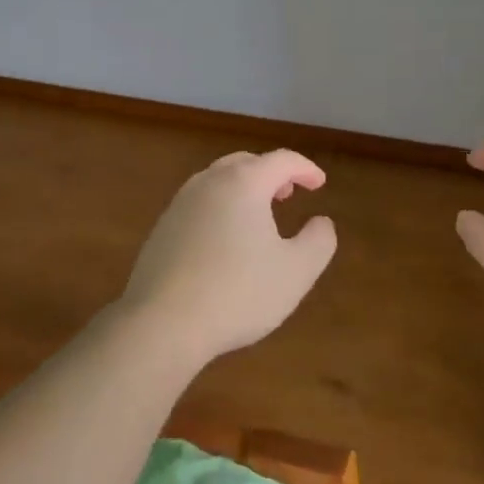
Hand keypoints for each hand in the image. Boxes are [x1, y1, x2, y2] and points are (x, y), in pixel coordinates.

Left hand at [118, 149, 338, 366]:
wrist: (162, 323)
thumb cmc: (238, 292)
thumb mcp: (296, 271)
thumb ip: (318, 241)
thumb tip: (321, 222)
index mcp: (244, 183)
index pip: (281, 160)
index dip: (305, 169)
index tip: (319, 183)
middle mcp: (209, 182)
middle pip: (245, 163)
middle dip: (271, 173)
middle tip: (288, 193)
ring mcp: (180, 204)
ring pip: (217, 181)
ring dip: (243, 189)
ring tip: (258, 215)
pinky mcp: (162, 229)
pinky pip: (199, 204)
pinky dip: (220, 208)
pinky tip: (224, 240)